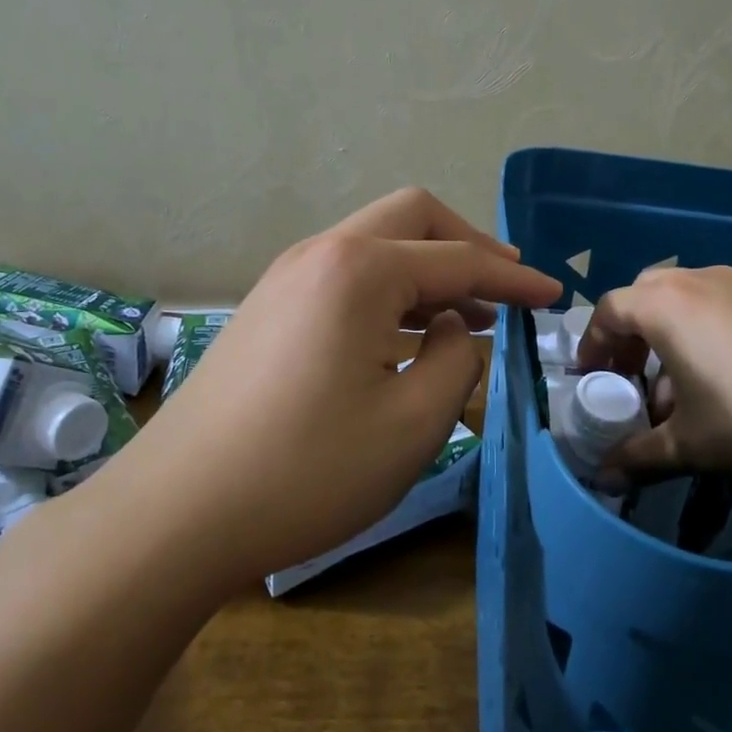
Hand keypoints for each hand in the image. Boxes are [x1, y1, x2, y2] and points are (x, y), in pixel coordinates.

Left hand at [126, 188, 560, 587]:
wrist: (176, 513)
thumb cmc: (307, 470)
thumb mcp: (412, 423)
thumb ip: (457, 360)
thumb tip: (455, 326)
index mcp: (360, 269)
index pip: (458, 259)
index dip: (514, 277)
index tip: (555, 295)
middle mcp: (320, 253)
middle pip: (412, 218)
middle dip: (468, 246)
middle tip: (507, 287)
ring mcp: (285, 277)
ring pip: (375, 244)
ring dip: (427, 268)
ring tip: (468, 314)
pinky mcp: (266, 308)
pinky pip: (345, 276)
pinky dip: (390, 290)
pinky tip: (406, 334)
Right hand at [576, 265, 731, 484]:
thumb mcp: (694, 446)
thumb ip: (640, 458)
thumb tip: (603, 479)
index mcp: (665, 305)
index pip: (607, 312)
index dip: (592, 348)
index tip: (591, 383)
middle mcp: (696, 281)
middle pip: (642, 300)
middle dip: (628, 340)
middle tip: (631, 382)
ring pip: (682, 303)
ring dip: (666, 340)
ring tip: (678, 393)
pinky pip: (716, 308)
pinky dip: (701, 336)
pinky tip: (724, 384)